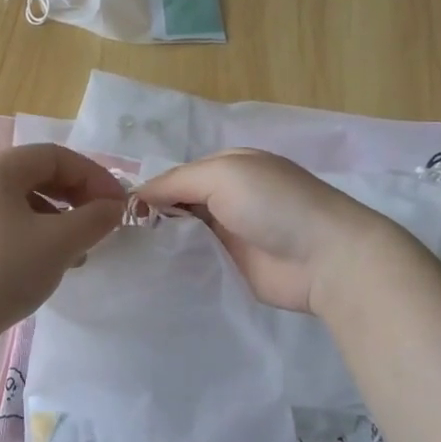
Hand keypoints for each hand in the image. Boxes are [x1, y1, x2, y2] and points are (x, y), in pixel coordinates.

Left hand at [0, 144, 125, 342]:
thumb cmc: (6, 271)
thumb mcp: (61, 243)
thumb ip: (95, 218)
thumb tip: (113, 207)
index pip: (56, 156)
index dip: (94, 176)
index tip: (118, 204)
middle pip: (37, 174)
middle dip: (77, 195)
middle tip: (102, 221)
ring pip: (23, 200)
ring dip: (59, 216)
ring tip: (80, 247)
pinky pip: (7, 220)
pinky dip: (35, 231)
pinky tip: (50, 261)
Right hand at [136, 149, 402, 313]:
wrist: (325, 258)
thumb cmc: (274, 204)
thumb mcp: (223, 174)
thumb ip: (176, 181)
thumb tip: (136, 196)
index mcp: (229, 167)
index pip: (176, 176)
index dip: (149, 191)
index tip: (117, 213)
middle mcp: (228, 198)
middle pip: (178, 206)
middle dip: (151, 219)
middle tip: (115, 240)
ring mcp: (231, 235)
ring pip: (184, 236)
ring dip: (161, 244)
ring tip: (124, 258)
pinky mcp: (233, 268)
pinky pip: (196, 263)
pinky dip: (176, 266)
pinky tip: (149, 274)